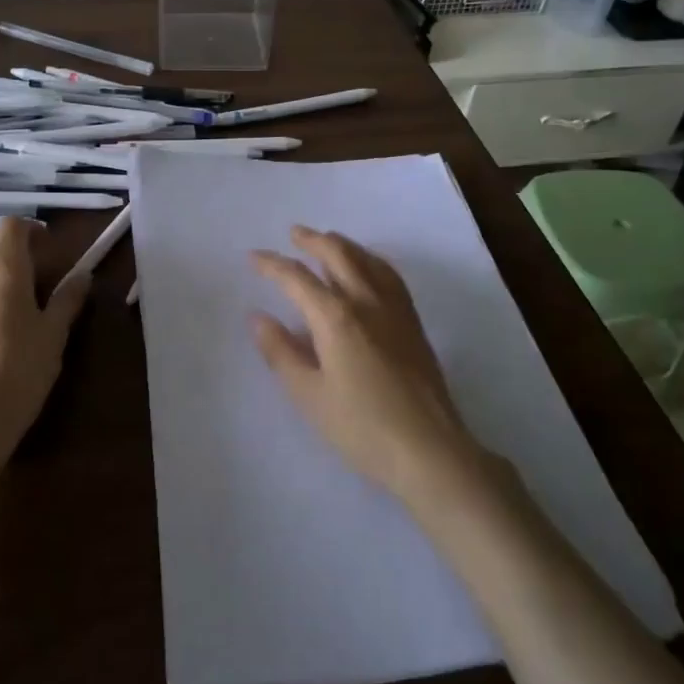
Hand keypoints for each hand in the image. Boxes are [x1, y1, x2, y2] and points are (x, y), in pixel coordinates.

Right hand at [250, 226, 479, 503]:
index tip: (254, 257)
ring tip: (328, 241)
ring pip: (367, 260)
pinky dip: (371, 260)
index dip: (272, 265)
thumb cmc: (361, 427)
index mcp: (336, 317)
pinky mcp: (413, 323)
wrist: (429, 449)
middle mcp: (366, 301)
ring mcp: (395, 309)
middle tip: (294, 234)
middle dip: (313, 240)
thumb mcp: (309, 395)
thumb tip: (258, 317)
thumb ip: (281, 352)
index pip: (297, 278)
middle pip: (338, 254)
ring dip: (343, 245)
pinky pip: (389, 275)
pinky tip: (369, 268)